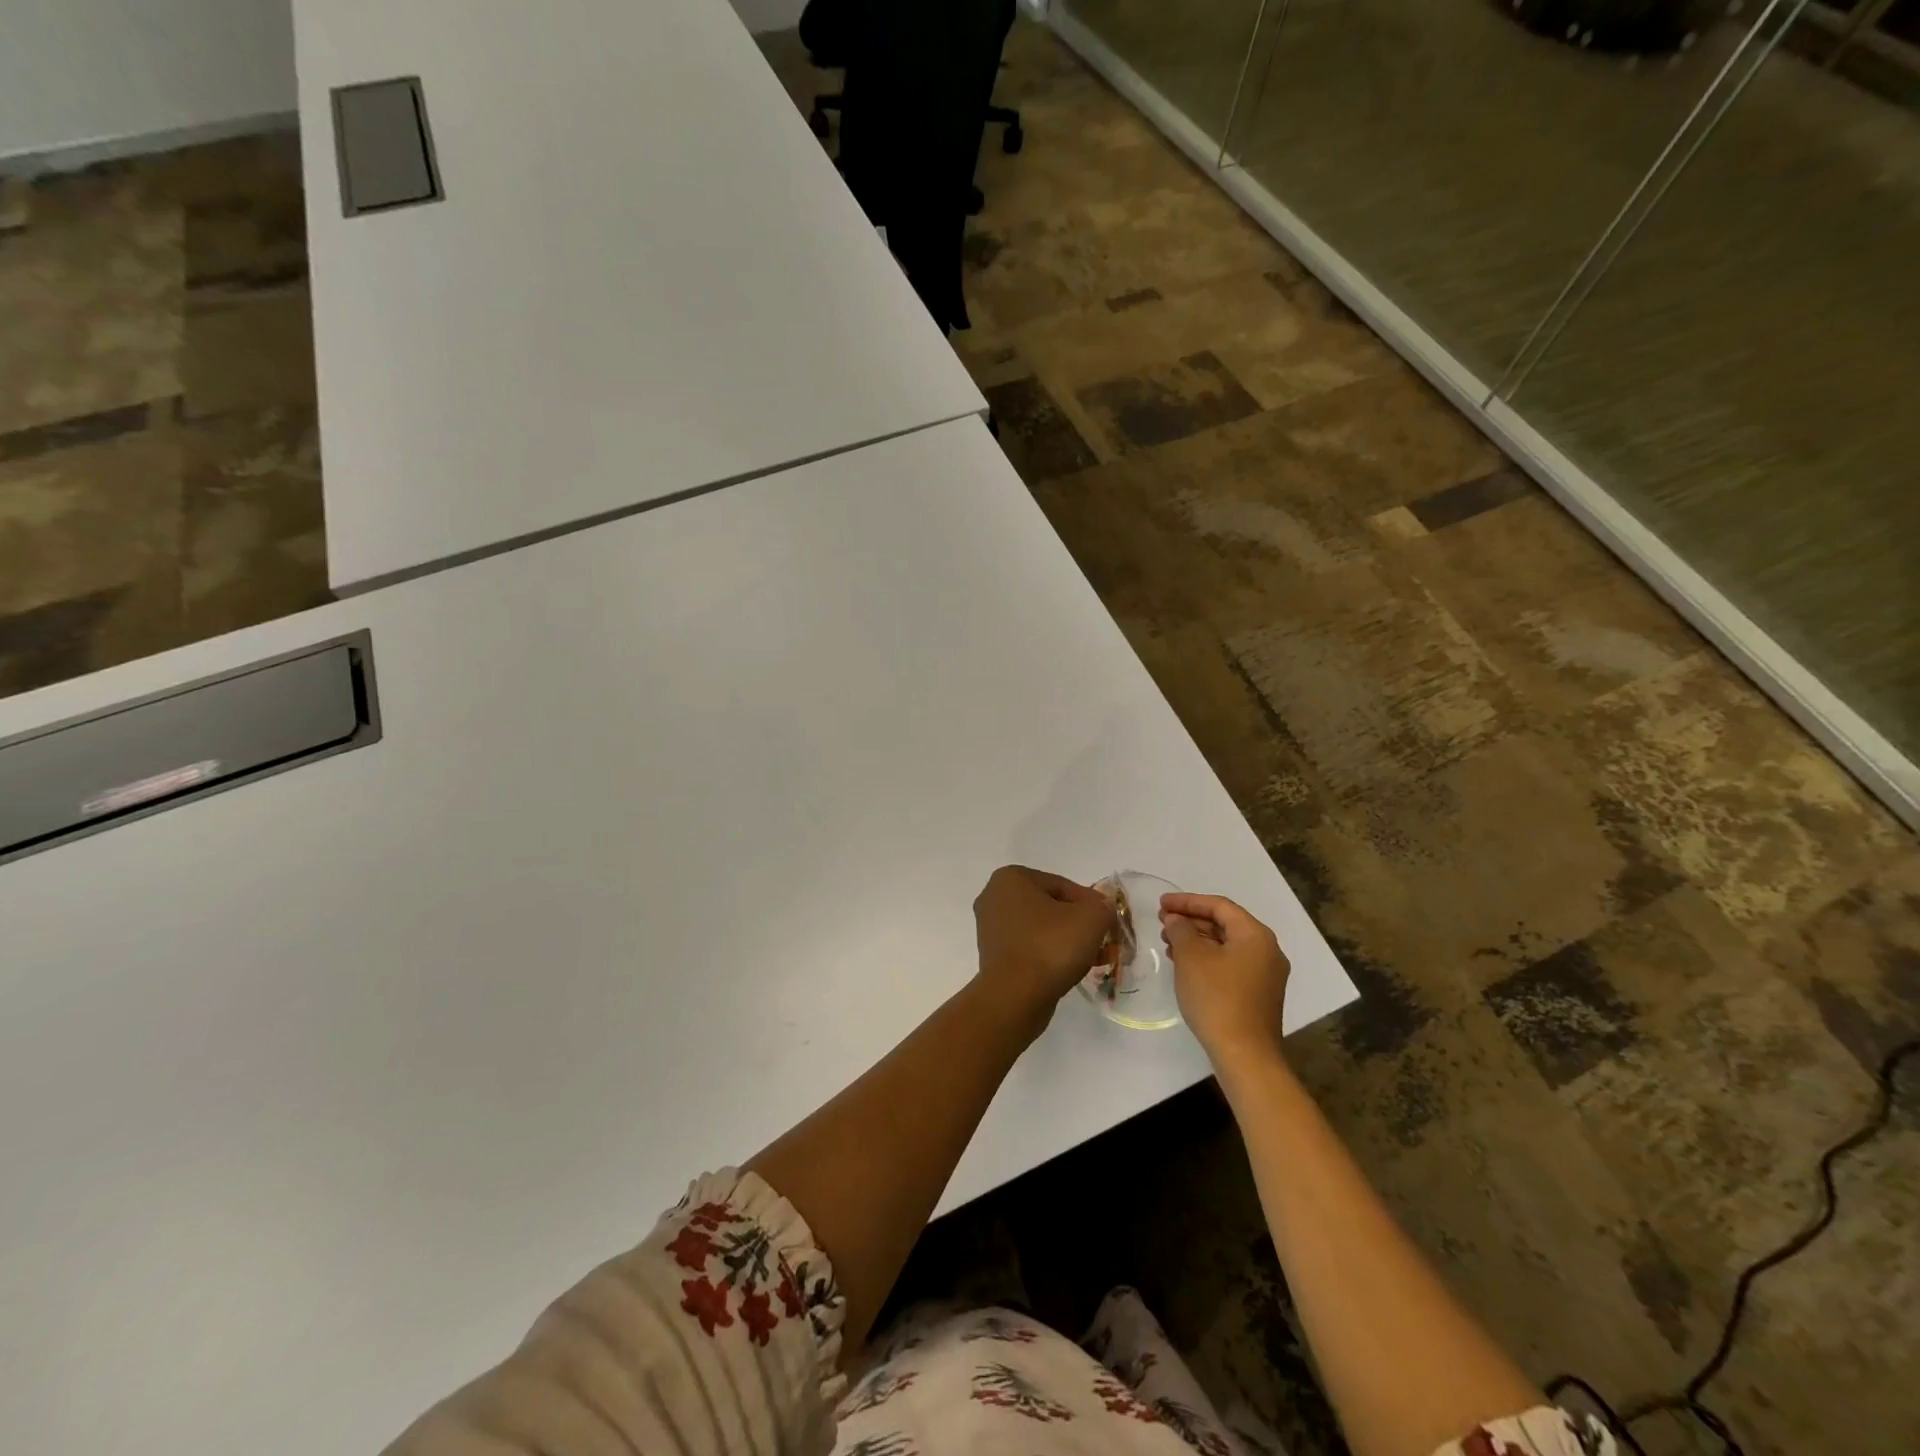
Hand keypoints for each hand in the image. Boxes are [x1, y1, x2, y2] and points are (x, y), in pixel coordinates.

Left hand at [972, 866, 1115, 1036]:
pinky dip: (1048, 956)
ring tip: (1090, 959)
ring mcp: (989, 928)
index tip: (1107, 924)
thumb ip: (1103, 906)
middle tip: (1101, 942)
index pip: (1063, 886)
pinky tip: (1068, 971)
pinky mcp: (992, 956)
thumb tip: (1102, 909)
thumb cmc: (1051, 946)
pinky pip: (1028, 948)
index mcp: (1011, 878)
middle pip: (1050, 907)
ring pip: (1040, 929)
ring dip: (1065, 941)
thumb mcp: (1092, 918)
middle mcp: (993, 897)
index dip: (1091, 904)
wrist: (1015, 997)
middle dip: (1078, 924)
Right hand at [1159, 892, 1289, 1069]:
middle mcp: (1267, 950)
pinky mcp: (1258, 995)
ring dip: (1197, 941)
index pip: (1219, 906)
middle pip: (1224, 924)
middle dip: (1191, 921)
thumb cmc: (1217, 998)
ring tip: (1168, 944)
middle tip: (1162, 923)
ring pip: (1226, 946)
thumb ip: (1181, 930)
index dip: (1187, 901)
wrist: (1245, 1055)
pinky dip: (1207, 959)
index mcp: (1255, 935)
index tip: (1161, 904)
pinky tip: (1185, 966)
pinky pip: (1230, 964)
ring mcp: (1265, 975)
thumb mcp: (1192, 957)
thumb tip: (1177, 920)